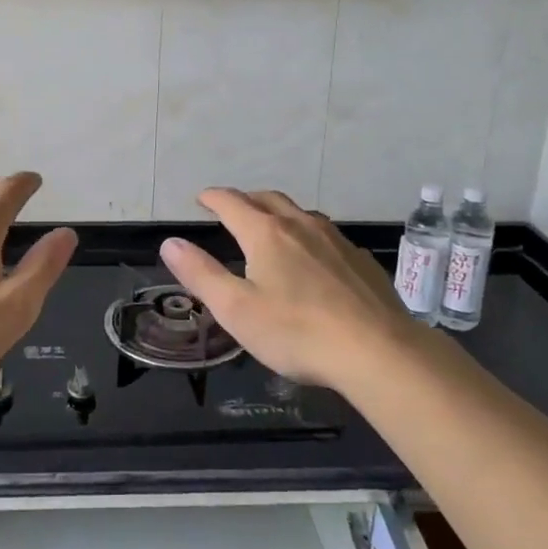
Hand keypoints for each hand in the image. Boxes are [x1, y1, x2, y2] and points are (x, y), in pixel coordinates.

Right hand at [160, 188, 410, 390]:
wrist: (378, 350)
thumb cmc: (297, 331)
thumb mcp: (235, 309)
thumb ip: (200, 274)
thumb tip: (170, 242)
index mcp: (266, 233)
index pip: (231, 202)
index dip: (212, 198)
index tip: (201, 198)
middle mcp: (300, 225)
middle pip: (268, 199)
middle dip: (246, 200)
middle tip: (233, 209)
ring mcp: (336, 239)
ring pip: (301, 213)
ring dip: (279, 214)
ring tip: (271, 228)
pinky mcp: (360, 259)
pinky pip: (327, 235)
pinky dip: (308, 236)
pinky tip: (314, 259)